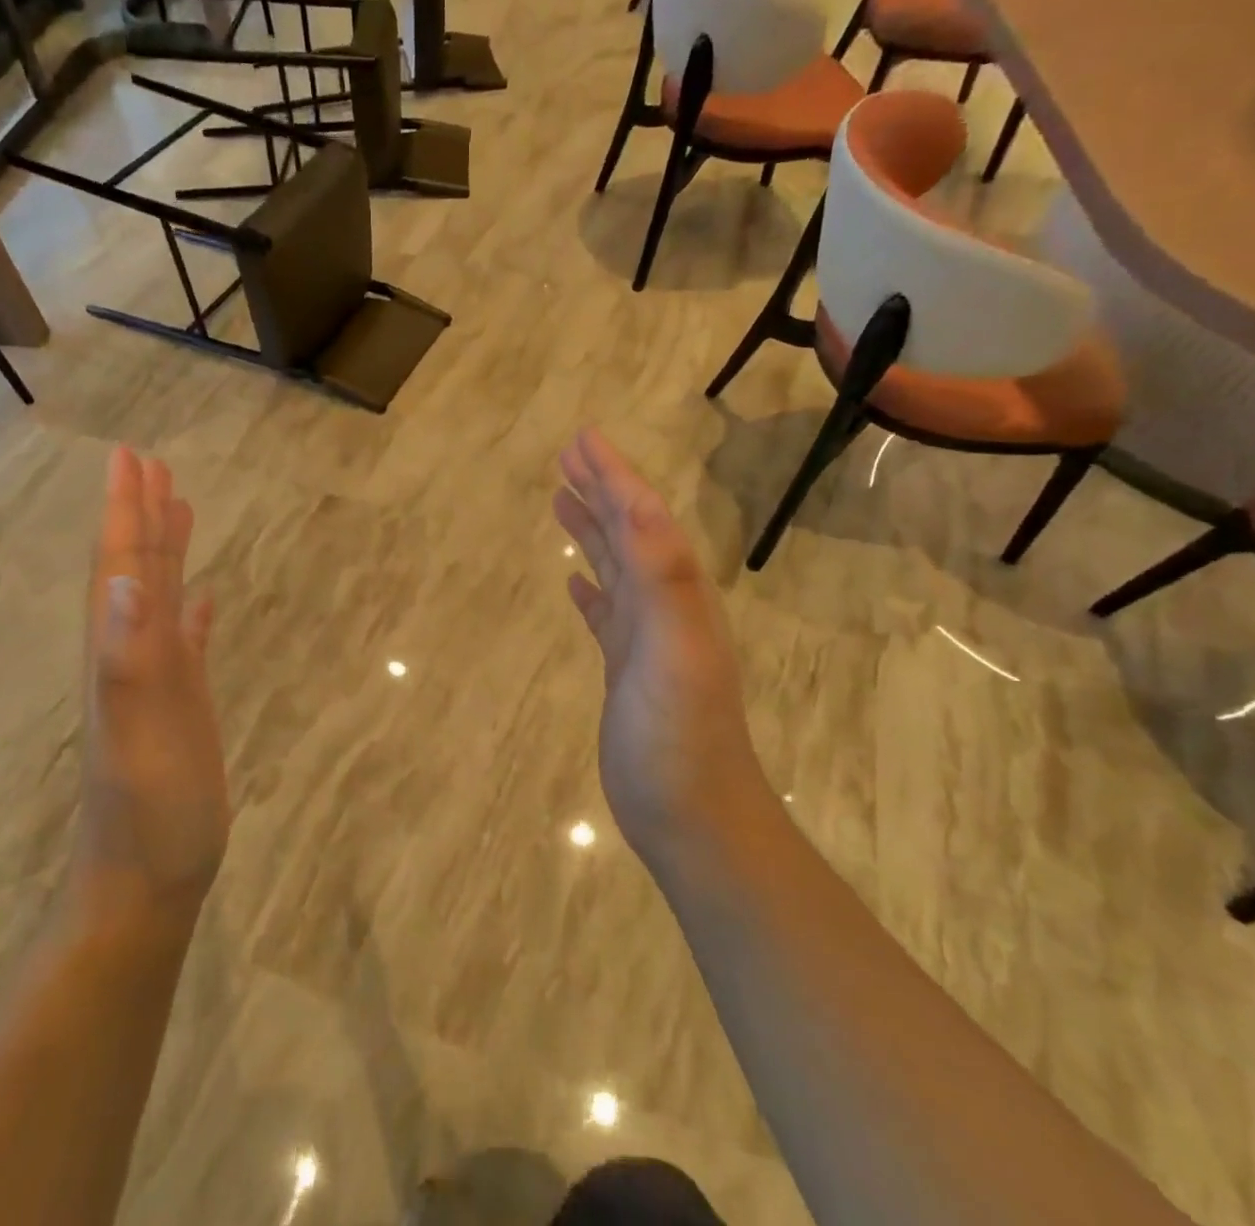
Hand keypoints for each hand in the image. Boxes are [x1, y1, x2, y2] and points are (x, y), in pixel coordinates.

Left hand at [75, 448, 228, 918]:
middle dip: (142, 515)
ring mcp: (158, 680)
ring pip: (161, 598)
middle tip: (151, 463)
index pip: (123, 567)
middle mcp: (133, 656)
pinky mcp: (182, 704)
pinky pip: (188, 640)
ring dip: (166, 550)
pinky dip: (193, 610)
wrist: (145, 883)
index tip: (130, 457)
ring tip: (180, 506)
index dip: (125, 512)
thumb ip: (129, 661)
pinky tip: (204, 596)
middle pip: (138, 570)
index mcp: (121, 653)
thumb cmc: (148, 817)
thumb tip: (127, 580)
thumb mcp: (139, 738)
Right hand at [552, 429, 769, 866]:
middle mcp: (663, 606)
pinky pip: (606, 614)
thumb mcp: (674, 651)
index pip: (642, 518)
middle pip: (630, 533)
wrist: (693, 817)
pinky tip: (575, 584)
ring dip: (592, 531)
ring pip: (616, 568)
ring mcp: (645, 639)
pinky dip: (591, 590)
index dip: (614, 475)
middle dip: (601, 490)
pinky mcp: (627, 670)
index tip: (582, 438)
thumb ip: (664, 578)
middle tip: (568, 455)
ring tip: (561, 500)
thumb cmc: (680, 736)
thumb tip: (644, 505)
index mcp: (675, 593)